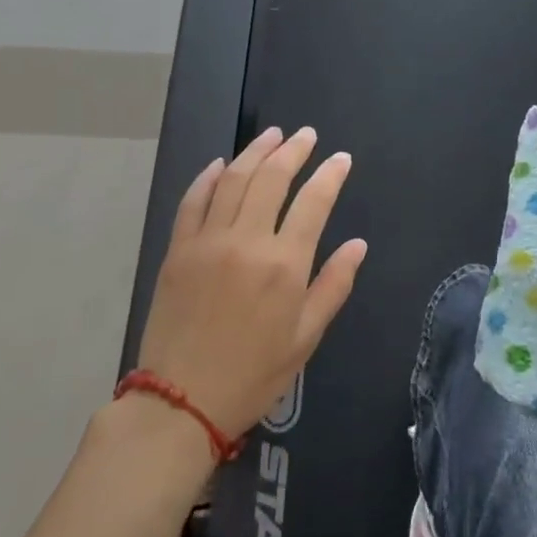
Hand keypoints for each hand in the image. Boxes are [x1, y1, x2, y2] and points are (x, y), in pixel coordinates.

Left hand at [136, 127, 366, 441]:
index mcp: (284, 265)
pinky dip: (207, 177)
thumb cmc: (253, 375)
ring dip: (255, 152)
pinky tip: (220, 164)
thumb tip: (358, 245)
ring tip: (272, 135)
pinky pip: (193, 201)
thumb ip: (333, 285)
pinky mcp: (178, 249)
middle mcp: (246, 241)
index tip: (341, 159)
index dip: (330, 175)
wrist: (180, 402)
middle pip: (272, 179)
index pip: (313, 202)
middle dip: (293, 151)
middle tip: (306, 135)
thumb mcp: (305, 338)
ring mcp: (207, 241)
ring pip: (233, 180)